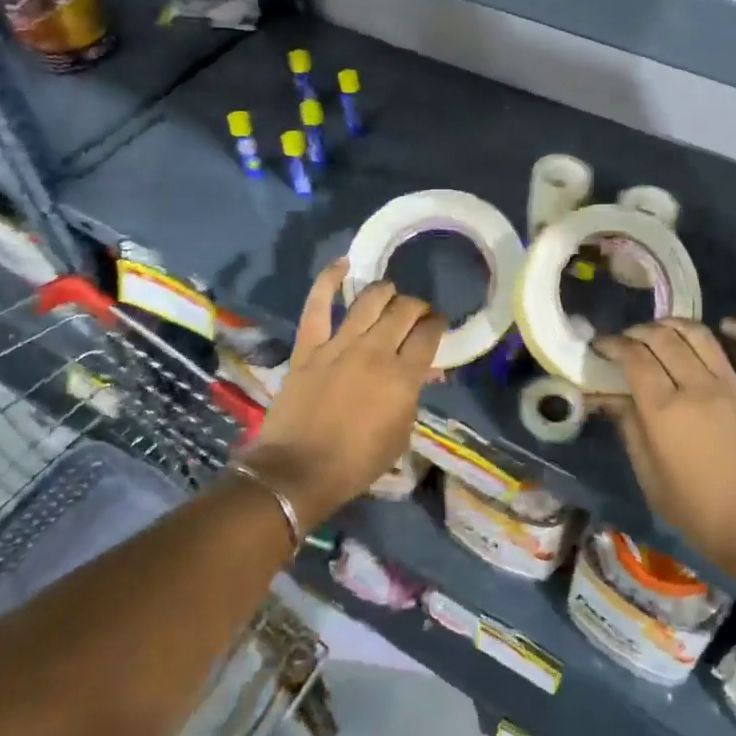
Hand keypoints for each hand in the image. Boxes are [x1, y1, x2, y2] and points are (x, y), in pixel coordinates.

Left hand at [238, 259, 444, 527]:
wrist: (298, 471)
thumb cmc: (356, 462)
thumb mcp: (400, 435)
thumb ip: (413, 396)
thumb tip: (425, 371)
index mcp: (403, 377)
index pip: (429, 334)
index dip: (437, 324)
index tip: (437, 324)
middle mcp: (375, 351)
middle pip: (404, 310)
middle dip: (417, 306)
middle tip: (417, 313)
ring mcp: (339, 345)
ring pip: (370, 300)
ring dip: (386, 292)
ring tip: (390, 294)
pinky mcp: (309, 346)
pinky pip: (318, 305)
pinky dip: (329, 280)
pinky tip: (344, 264)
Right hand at [593, 319, 735, 575]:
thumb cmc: (698, 513)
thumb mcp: (649, 477)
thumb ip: (630, 429)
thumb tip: (612, 397)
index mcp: (664, 411)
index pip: (633, 357)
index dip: (613, 345)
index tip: (601, 346)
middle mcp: (697, 388)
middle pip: (663, 339)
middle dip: (639, 332)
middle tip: (628, 341)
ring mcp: (735, 389)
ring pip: (702, 336)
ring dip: (677, 325)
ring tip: (663, 329)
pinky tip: (728, 326)